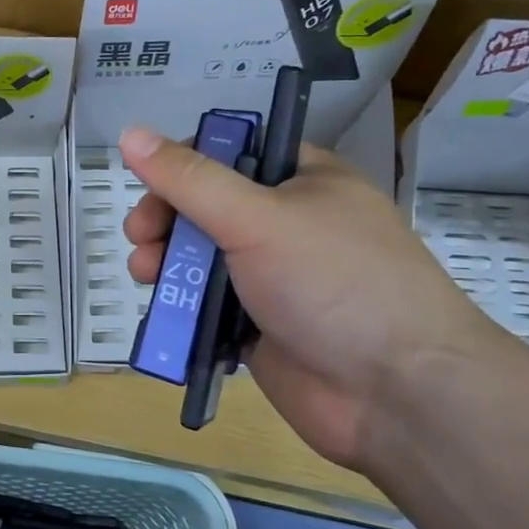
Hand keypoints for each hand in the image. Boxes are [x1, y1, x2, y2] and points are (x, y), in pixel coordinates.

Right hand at [120, 126, 502, 469]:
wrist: (398, 395)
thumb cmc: (334, 283)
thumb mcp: (258, 218)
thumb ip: (189, 180)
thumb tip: (130, 133)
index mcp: (303, 181)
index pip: (231, 152)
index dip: (185, 162)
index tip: (152, 183)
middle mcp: (288, 224)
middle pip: (208, 207)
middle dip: (167, 218)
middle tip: (141, 235)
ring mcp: (275, 278)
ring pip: (203, 258)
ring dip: (167, 261)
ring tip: (145, 273)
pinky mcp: (260, 327)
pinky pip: (208, 306)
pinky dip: (182, 305)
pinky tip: (163, 311)